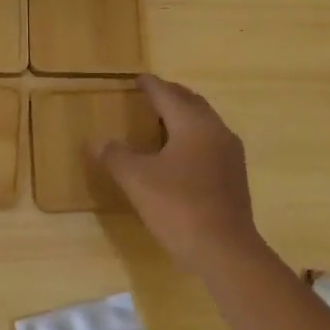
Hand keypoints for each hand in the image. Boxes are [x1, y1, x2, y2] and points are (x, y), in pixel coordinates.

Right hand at [88, 75, 262, 274]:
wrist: (225, 250)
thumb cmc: (178, 207)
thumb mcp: (136, 180)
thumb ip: (115, 155)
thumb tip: (95, 141)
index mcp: (193, 123)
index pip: (167, 94)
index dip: (149, 85)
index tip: (136, 79)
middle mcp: (216, 130)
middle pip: (190, 102)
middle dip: (169, 96)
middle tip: (149, 96)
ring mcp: (230, 153)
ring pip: (204, 122)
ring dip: (182, 117)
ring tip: (160, 123)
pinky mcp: (234, 175)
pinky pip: (210, 142)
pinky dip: (192, 137)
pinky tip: (178, 154)